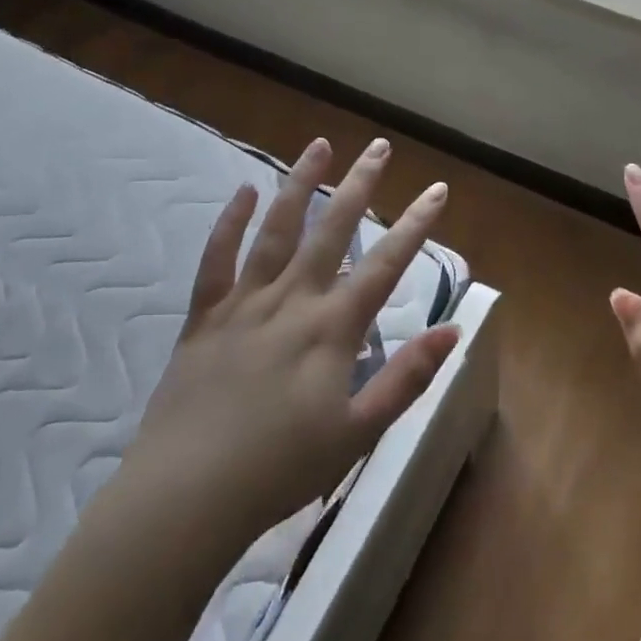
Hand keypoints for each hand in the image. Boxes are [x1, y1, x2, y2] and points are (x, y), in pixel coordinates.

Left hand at [125, 136, 458, 547]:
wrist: (187, 495)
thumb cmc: (282, 470)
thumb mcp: (358, 433)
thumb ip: (407, 378)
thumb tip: (453, 329)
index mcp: (332, 330)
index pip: (385, 265)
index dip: (415, 226)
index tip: (437, 190)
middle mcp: (291, 301)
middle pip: (331, 231)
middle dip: (360, 185)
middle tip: (379, 146)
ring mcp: (244, 303)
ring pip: (276, 230)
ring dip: (300, 185)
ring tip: (319, 146)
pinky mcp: (204, 316)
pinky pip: (216, 260)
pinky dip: (229, 223)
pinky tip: (242, 191)